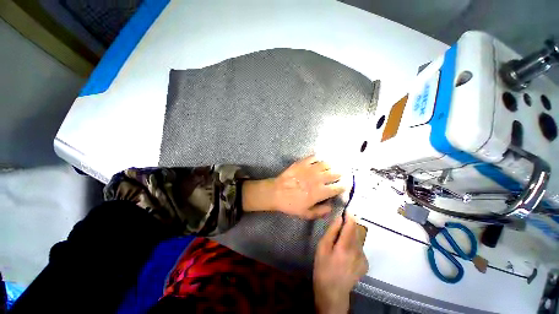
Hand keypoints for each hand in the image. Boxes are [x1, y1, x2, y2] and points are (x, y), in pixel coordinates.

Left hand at [272, 155, 346, 218]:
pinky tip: (320, 160)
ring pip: (326, 163)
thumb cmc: (291, 204)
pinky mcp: (302, 163)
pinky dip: (319, 158)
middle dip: (341, 174)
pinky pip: (314, 157)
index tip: (345, 185)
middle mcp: (318, 179)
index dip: (344, 186)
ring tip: (333, 166)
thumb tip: (331, 207)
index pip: (338, 187)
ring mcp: (310, 169)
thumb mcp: (306, 213)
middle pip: (335, 173)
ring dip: (332, 165)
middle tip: (342, 174)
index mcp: (320, 192)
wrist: (276, 192)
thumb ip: (321, 211)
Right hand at [313, 214, 368, 313]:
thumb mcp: (322, 247)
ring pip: (358, 239)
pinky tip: (345, 253)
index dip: (349, 215)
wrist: (333, 292)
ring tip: (340, 242)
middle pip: (356, 230)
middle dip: (349, 225)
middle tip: (339, 226)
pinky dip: (353, 245)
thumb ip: (332, 231)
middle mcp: (358, 251)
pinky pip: (359, 247)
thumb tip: (339, 218)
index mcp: (346, 246)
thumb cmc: (323, 267)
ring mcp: (363, 258)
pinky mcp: (365, 264)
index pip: (351, 225)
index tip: (345, 209)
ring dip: (351, 235)